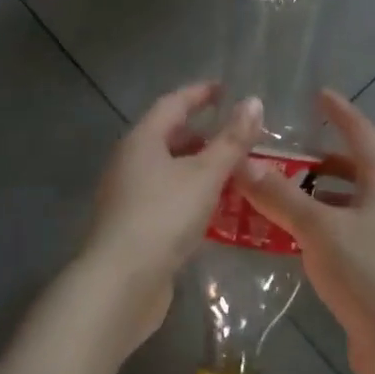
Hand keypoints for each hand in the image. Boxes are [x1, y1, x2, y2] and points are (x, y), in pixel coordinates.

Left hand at [80, 82, 264, 351]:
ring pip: (170, 171)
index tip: (226, 89)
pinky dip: (193, 197)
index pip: (173, 104)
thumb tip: (254, 102)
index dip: (200, 94)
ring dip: (201, 169)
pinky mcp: (134, 228)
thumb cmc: (163, 217)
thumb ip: (232, 140)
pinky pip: (169, 200)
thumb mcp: (205, 175)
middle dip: (203, 135)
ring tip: (236, 174)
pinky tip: (217, 212)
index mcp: (142, 141)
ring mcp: (129, 197)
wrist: (120, 284)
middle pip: (169, 138)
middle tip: (238, 138)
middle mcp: (130, 163)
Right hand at [234, 90, 374, 373]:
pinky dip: (310, 232)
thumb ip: (281, 197)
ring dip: (310, 199)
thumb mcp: (320, 230)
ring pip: (341, 208)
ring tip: (270, 195)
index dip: (342, 113)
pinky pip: (335, 239)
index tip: (319, 94)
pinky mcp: (370, 275)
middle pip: (352, 172)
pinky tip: (282, 240)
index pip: (363, 136)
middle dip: (318, 160)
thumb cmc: (371, 276)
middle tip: (279, 153)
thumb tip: (242, 164)